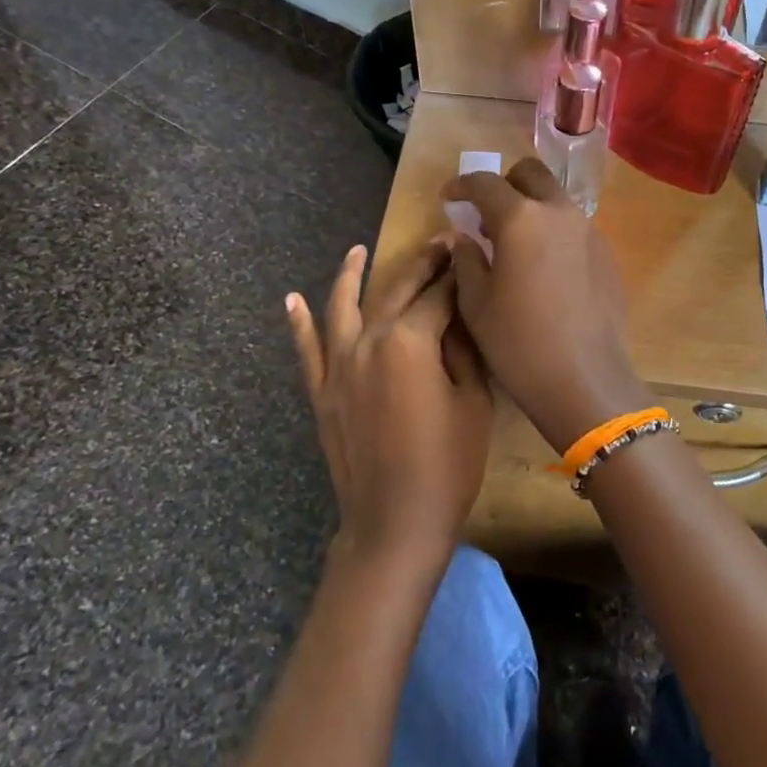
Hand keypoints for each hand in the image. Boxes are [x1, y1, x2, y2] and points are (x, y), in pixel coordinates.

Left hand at [287, 239, 491, 569]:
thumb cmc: (448, 464)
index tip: (468, 252)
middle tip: (437, 245)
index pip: (438, 295)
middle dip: (420, 265)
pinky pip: (307, 350)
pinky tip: (293, 300)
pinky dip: (299, 323)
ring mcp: (338, 366)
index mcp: (410, 340)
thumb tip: (460, 313)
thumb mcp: (473, 402)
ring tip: (356, 251)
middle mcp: (368, 341)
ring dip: (350, 276)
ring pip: (342, 308)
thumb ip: (463, 349)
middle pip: (395, 292)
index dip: (456, 273)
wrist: (395, 521)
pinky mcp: (322, 392)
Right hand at [441, 160, 648, 453]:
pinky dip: (553, 232)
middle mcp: (558, 212)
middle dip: (504, 184)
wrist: (585, 380)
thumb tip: (466, 238)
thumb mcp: (476, 304)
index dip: (461, 186)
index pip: (484, 183)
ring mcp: (589, 231)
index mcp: (520, 218)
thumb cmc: (519, 343)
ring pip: (556, 199)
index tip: (449, 198)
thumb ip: (467, 259)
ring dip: (532, 207)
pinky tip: (545, 269)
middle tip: (486, 214)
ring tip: (515, 243)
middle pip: (530, 174)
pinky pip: (574, 227)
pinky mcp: (607, 254)